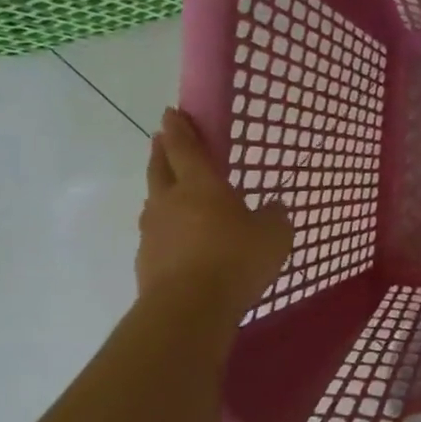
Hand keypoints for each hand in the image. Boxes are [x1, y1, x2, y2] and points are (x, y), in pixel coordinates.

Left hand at [138, 108, 292, 314]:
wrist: (189, 308)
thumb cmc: (236, 260)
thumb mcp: (274, 236)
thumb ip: (274, 217)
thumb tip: (273, 207)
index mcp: (202, 185)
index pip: (186, 148)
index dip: (180, 128)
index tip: (171, 113)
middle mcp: (171, 200)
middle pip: (160, 167)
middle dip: (162, 150)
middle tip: (161, 140)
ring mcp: (154, 230)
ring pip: (154, 200)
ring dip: (160, 188)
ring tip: (169, 190)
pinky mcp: (146, 259)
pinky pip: (155, 233)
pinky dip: (164, 227)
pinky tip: (176, 239)